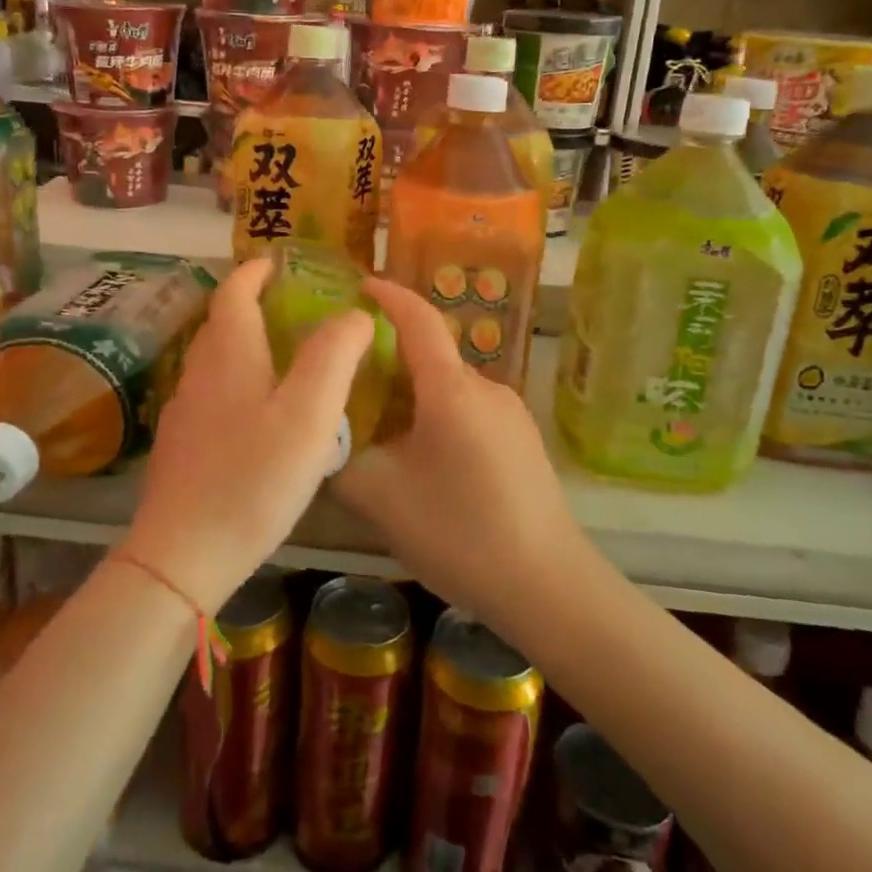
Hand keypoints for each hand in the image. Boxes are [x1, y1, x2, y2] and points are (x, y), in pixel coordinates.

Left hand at [126, 258, 373, 615]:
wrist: (183, 554)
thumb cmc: (253, 477)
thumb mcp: (308, 413)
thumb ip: (333, 355)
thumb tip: (353, 314)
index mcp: (229, 355)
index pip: (234, 292)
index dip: (254, 272)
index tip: (276, 262)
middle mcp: (199, 373)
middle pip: (220, 324)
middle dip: (250, 305)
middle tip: (290, 308)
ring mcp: (183, 412)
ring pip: (214, 361)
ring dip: (243, 345)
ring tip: (282, 358)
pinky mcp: (180, 447)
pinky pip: (211, 395)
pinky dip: (235, 383)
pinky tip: (257, 415)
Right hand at [330, 278, 583, 625]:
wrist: (548, 586)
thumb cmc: (459, 534)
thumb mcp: (380, 497)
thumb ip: (341, 457)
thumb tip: (323, 435)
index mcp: (451, 390)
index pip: (418, 319)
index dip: (387, 296)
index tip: (358, 286)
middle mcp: (486, 388)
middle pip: (430, 356)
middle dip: (389, 359)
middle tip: (349, 384)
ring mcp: (511, 413)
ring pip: (449, 388)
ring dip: (414, 396)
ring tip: (381, 432)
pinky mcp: (524, 440)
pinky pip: (470, 411)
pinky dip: (439, 417)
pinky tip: (425, 462)